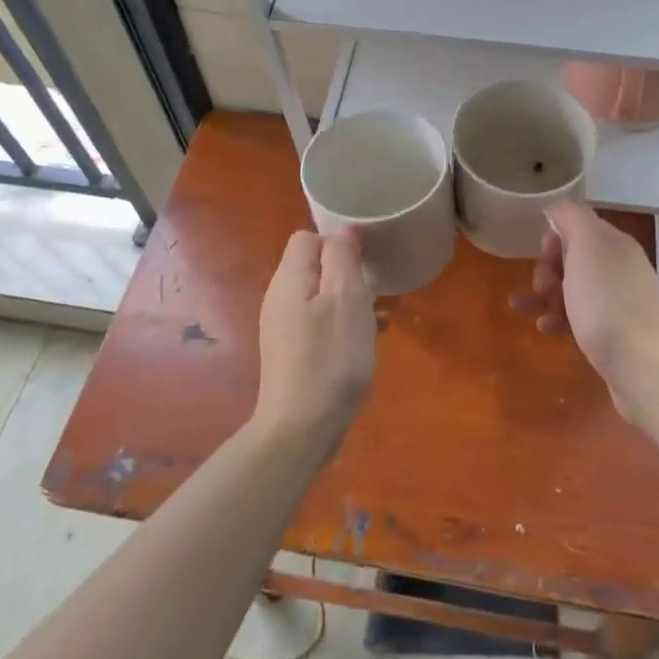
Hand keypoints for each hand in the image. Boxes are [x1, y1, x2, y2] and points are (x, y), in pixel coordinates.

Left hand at [254, 229, 376, 449]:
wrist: (301, 428)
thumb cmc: (330, 358)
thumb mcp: (346, 300)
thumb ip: (343, 259)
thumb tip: (342, 231)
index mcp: (289, 280)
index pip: (307, 238)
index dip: (337, 242)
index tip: (365, 262)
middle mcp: (279, 298)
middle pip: (314, 267)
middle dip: (348, 274)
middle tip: (375, 293)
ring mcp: (283, 327)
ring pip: (321, 297)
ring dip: (350, 301)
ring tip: (379, 319)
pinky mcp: (291, 352)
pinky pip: (320, 323)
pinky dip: (343, 324)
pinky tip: (366, 342)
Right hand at [513, 200, 658, 420]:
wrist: (640, 365)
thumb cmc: (606, 302)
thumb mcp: (586, 247)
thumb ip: (571, 218)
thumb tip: (558, 207)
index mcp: (616, 245)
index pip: (580, 227)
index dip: (556, 238)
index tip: (545, 254)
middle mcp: (620, 268)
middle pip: (573, 258)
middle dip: (548, 269)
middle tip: (542, 285)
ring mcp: (618, 302)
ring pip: (572, 289)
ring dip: (545, 295)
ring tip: (526, 308)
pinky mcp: (613, 332)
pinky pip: (578, 317)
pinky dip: (557, 318)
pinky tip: (544, 328)